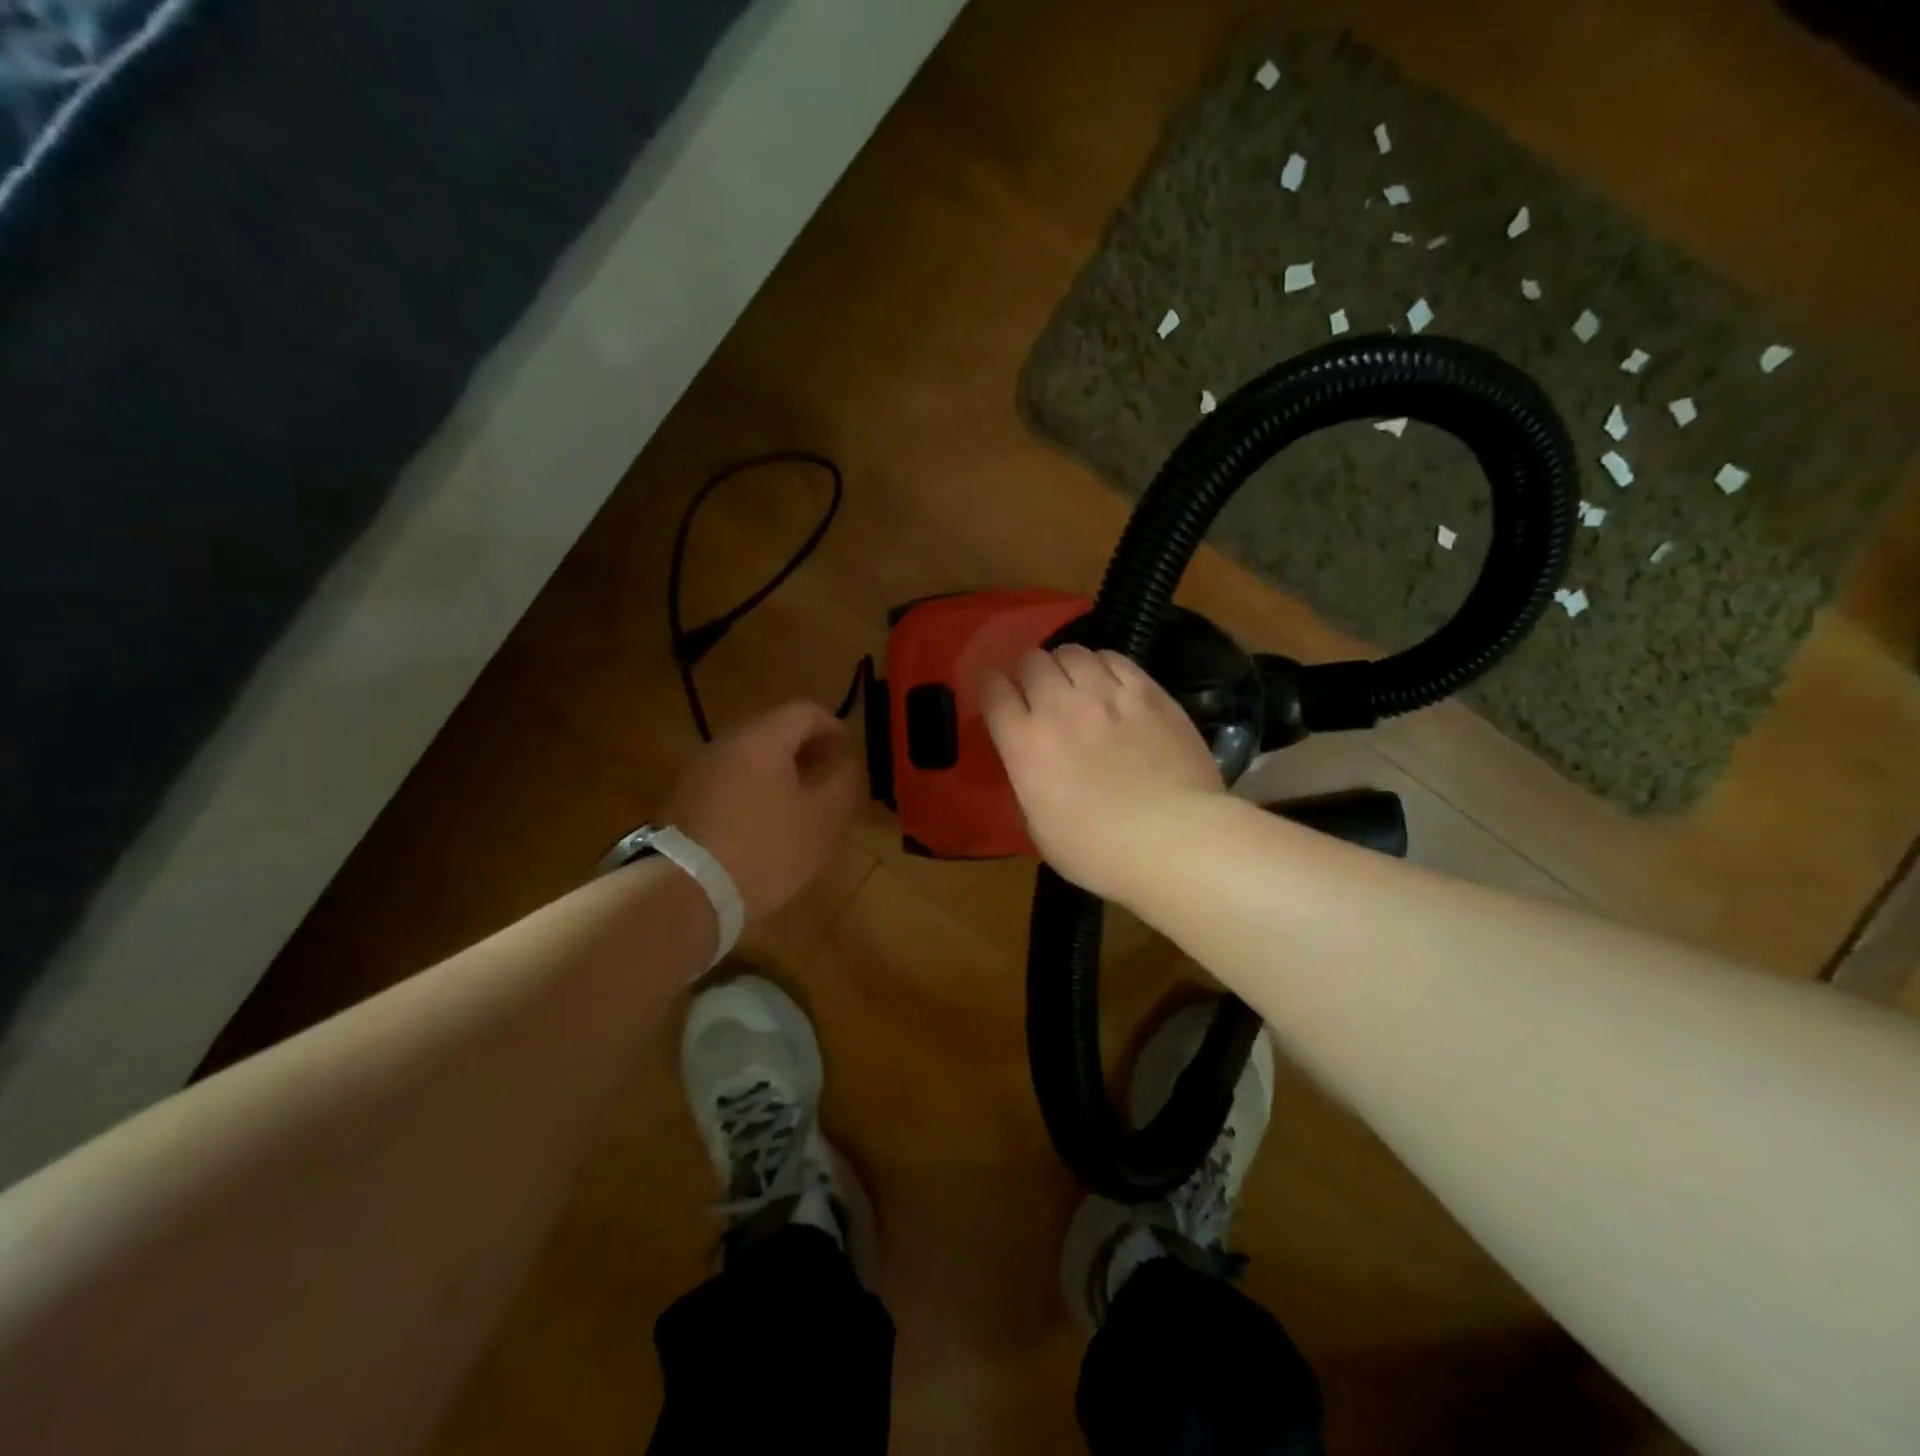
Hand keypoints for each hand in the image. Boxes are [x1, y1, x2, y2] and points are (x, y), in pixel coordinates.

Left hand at [661, 701, 861, 921]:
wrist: (685, 893)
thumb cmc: (766, 849)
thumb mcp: (823, 818)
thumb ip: (843, 779)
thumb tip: (844, 760)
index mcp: (762, 738)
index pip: (806, 711)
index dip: (835, 729)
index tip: (849, 760)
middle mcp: (726, 743)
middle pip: (776, 732)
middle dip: (808, 752)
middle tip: (829, 784)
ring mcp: (699, 771)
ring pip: (751, 759)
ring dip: (780, 774)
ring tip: (800, 809)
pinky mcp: (684, 800)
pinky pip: (730, 783)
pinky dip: (754, 793)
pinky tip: (764, 828)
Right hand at [982, 645, 1224, 904]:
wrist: (1173, 839)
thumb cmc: (1098, 851)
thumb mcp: (1039, 827)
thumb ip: (1028, 782)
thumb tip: (1032, 763)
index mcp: (1024, 742)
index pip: (993, 690)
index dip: (991, 687)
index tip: (996, 695)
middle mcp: (1059, 705)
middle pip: (1031, 661)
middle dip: (1027, 672)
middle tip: (1037, 691)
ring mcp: (1106, 694)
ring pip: (1072, 652)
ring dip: (1064, 665)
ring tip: (1074, 683)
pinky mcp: (1148, 692)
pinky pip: (1115, 658)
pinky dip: (1103, 665)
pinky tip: (1109, 682)